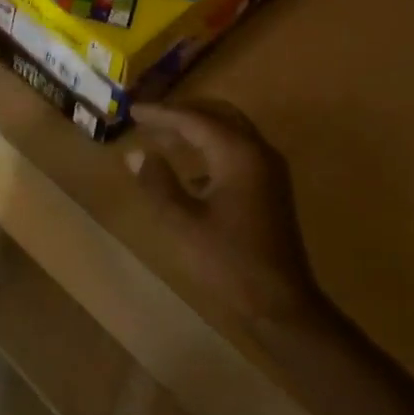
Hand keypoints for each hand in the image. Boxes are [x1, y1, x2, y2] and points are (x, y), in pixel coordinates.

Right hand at [127, 99, 325, 325]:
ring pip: (229, 131)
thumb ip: (158, 184)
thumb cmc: (230, 261)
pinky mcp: (270, 187)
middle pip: (217, 115)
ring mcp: (268, 169)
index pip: (194, 119)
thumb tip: (136, 154)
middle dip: (182, 113)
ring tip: (162, 136)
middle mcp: (258, 151)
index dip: (161, 114)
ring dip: (196, 129)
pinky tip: (189, 171)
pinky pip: (236, 151)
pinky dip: (210, 148)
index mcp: (238, 154)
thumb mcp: (184, 223)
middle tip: (149, 118)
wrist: (281, 303)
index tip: (132, 111)